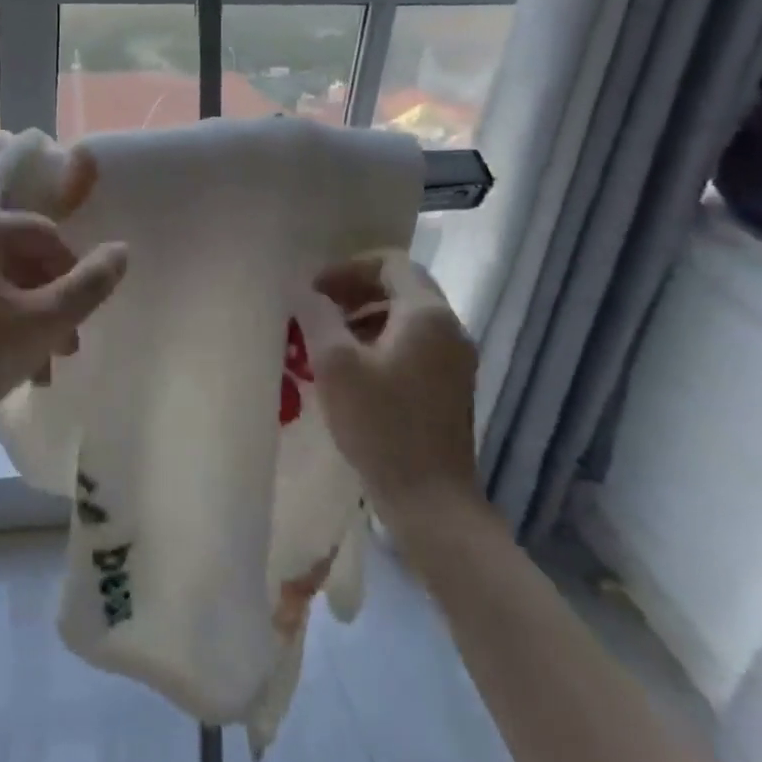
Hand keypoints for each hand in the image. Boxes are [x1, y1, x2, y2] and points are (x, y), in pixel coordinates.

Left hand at [0, 142, 127, 452]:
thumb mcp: (45, 323)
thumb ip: (90, 285)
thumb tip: (122, 251)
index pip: (43, 233)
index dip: (72, 270)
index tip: (80, 314)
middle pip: (22, 253)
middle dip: (52, 296)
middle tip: (68, 343)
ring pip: (4, 274)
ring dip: (34, 311)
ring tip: (50, 358)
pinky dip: (5, 314)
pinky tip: (22, 355)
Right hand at [299, 256, 481, 529]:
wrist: (430, 499)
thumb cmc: (380, 424)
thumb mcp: (335, 365)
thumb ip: (318, 317)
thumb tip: (305, 291)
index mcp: (426, 314)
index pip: (391, 262)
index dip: (347, 267)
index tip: (314, 290)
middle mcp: (450, 327)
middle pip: (402, 286)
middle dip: (356, 289)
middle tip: (318, 308)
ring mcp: (456, 359)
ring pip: (408, 316)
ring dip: (367, 315)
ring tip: (329, 339)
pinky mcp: (452, 386)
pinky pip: (416, 343)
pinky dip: (383, 340)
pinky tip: (355, 370)